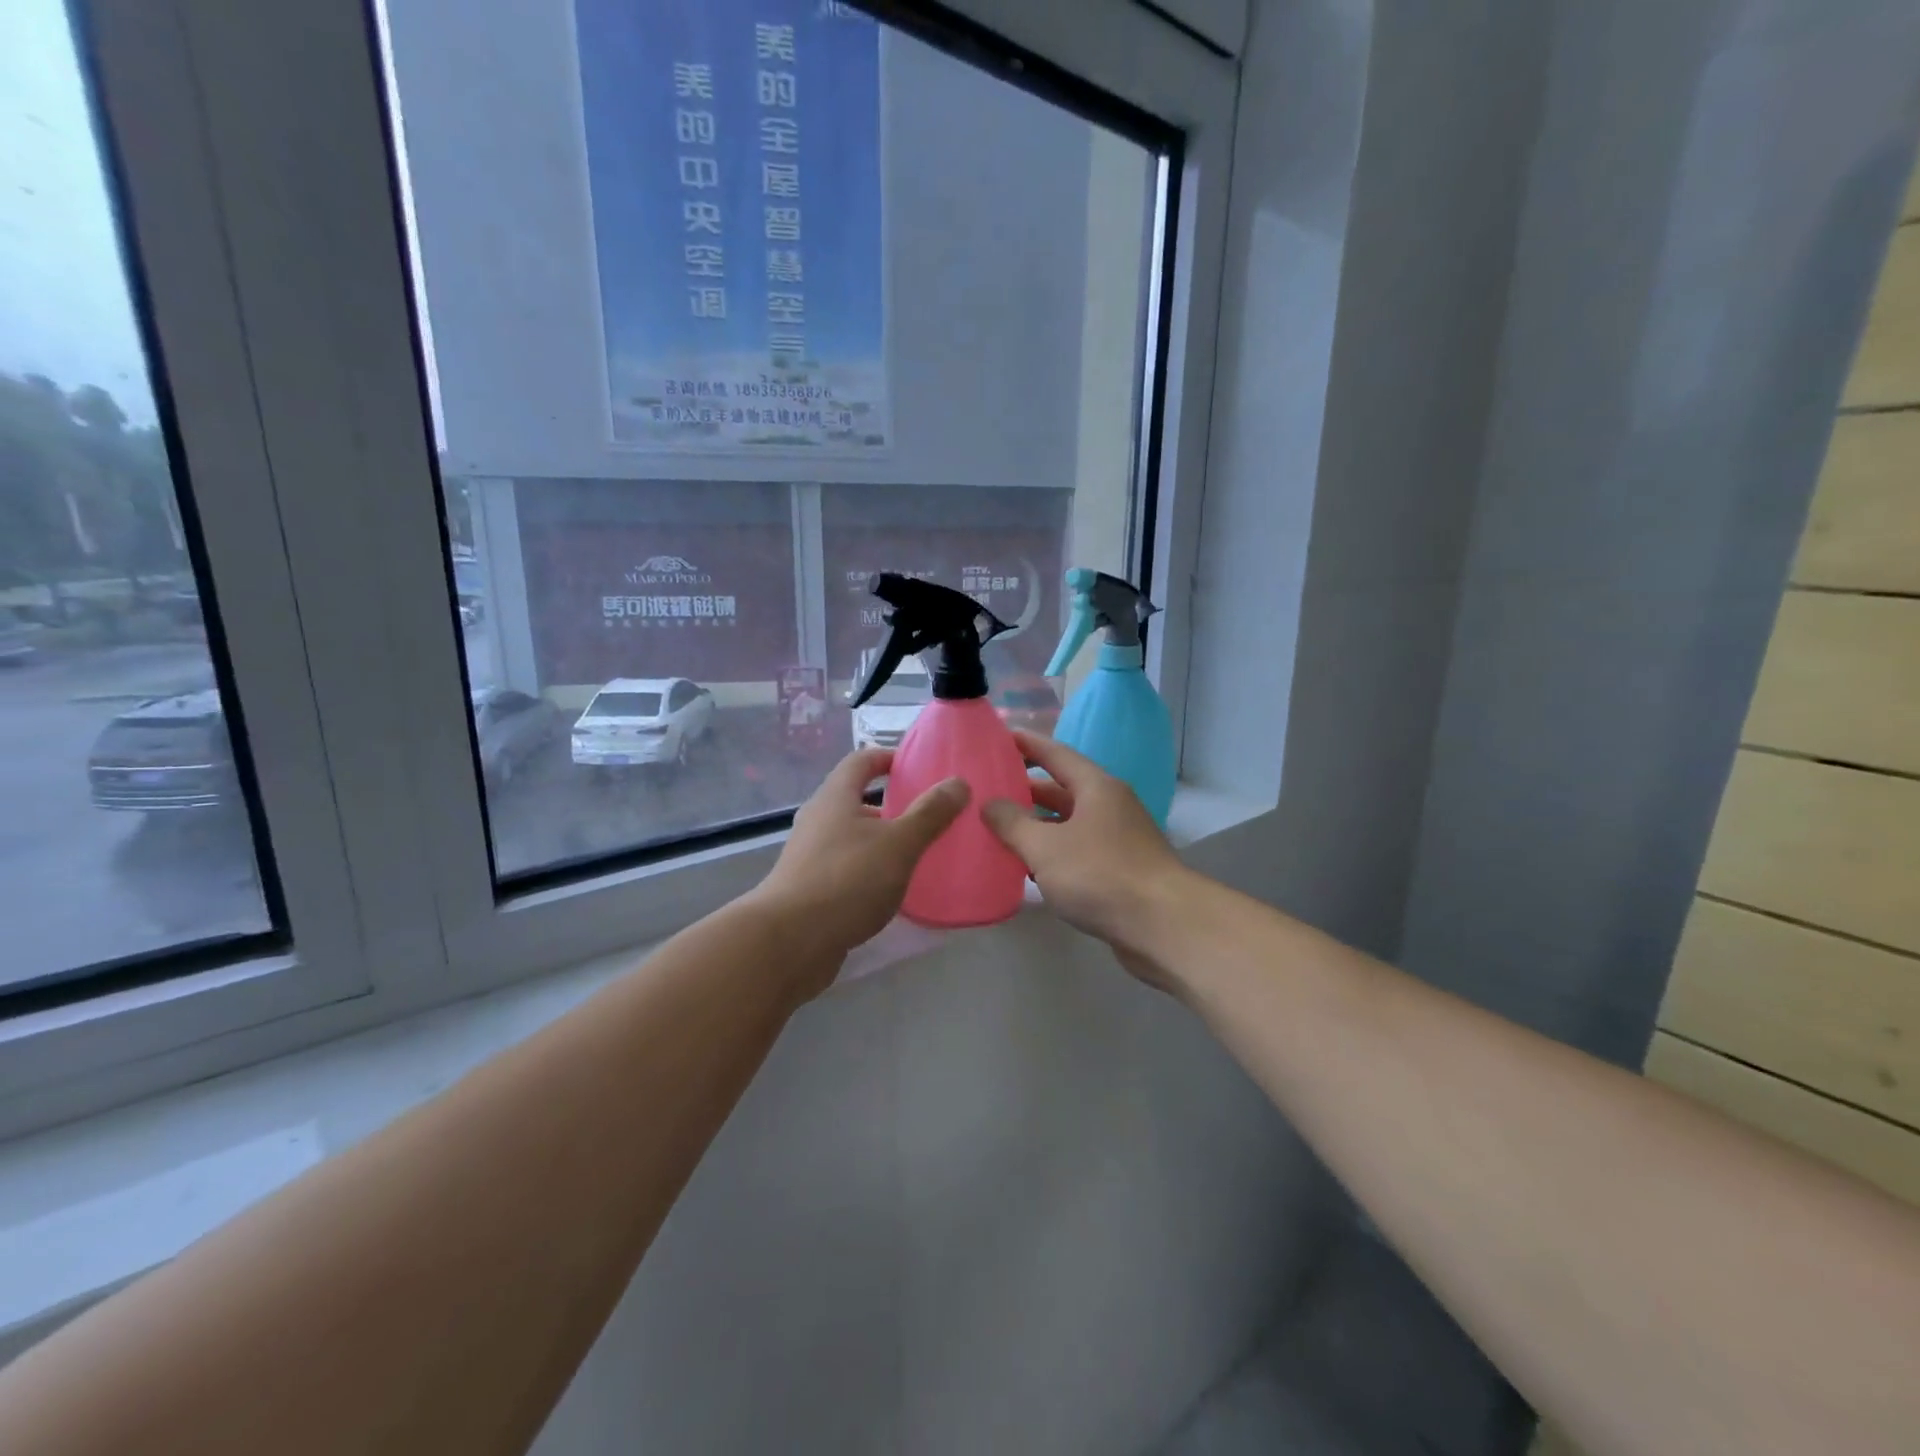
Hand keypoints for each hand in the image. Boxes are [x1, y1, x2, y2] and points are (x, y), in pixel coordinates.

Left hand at [749, 748, 967, 991]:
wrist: (789, 942)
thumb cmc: (847, 880)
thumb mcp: (898, 844)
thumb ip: (930, 814)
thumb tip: (958, 782)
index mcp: (835, 798)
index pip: (861, 760)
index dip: (888, 757)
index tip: (917, 766)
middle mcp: (818, 820)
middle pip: (855, 799)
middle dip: (891, 805)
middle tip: (928, 815)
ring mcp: (810, 856)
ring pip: (851, 837)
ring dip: (881, 841)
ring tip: (917, 854)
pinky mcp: (809, 889)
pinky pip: (846, 868)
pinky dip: (870, 870)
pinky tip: (892, 890)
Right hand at [981, 732, 1192, 979]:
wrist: (1162, 925)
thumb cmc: (1100, 874)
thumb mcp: (1045, 847)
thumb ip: (1012, 823)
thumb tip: (989, 803)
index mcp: (1096, 787)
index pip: (1056, 754)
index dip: (1027, 745)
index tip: (999, 737)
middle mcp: (1110, 806)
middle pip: (1062, 790)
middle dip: (1026, 790)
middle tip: (988, 790)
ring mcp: (1118, 839)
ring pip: (1069, 823)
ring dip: (1037, 826)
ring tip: (998, 829)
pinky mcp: (1120, 870)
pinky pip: (1078, 851)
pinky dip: (1053, 854)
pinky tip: (1028, 868)